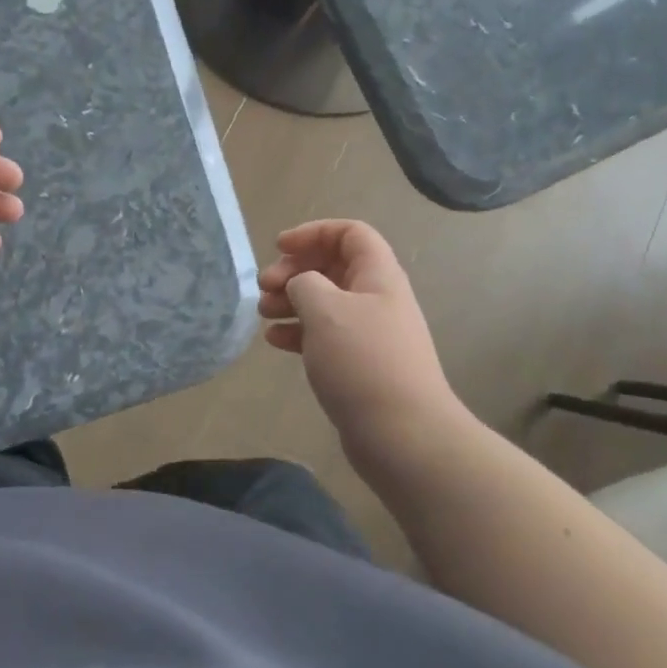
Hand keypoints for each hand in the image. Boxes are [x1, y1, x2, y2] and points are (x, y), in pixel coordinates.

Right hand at [258, 220, 469, 470]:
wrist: (403, 435)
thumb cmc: (362, 361)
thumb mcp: (324, 309)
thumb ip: (304, 282)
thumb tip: (300, 284)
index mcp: (378, 275)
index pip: (349, 233)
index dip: (313, 232)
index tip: (280, 248)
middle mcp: (377, 298)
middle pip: (333, 267)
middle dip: (295, 270)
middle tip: (265, 286)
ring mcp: (370, 333)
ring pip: (325, 302)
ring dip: (292, 301)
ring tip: (263, 313)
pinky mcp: (360, 364)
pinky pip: (325, 335)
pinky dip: (299, 331)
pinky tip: (275, 341)